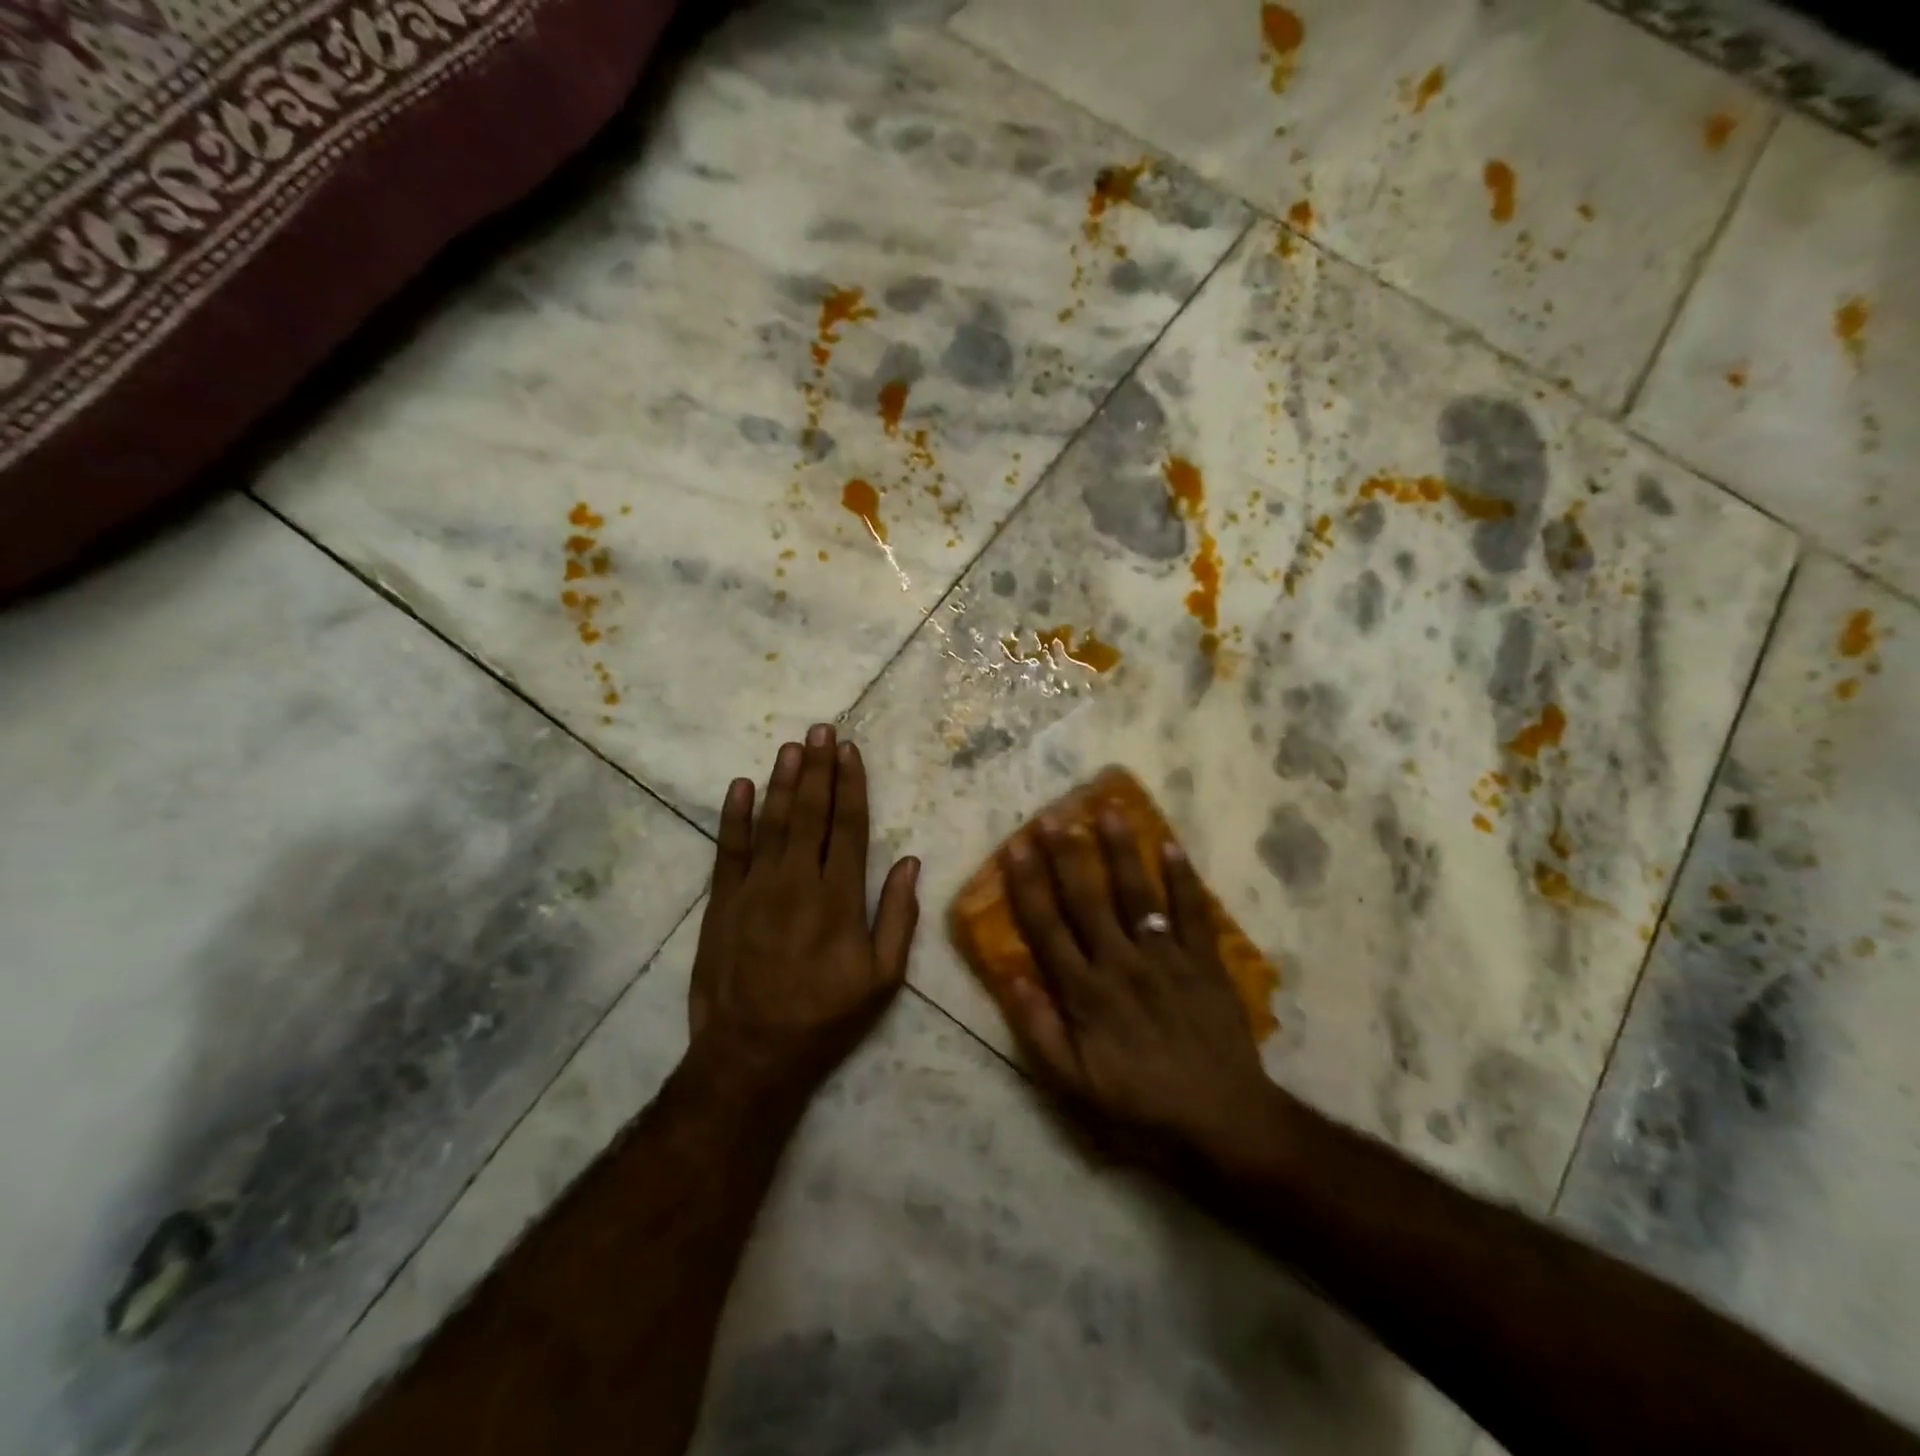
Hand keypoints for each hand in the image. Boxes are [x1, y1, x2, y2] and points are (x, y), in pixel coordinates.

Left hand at [688, 724, 920, 1101]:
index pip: (849, 827)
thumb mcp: (882, 979)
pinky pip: (728, 849)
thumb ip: (898, 917)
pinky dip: (734, 816)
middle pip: (810, 813)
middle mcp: (798, 881)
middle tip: (821, 729)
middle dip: (817, 768)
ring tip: (792, 746)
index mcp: (840, 898)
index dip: (851, 786)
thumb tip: (910, 863)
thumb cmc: (825, 1017)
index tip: (850, 752)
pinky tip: (741, 785)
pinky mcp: (722, 902)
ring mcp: (755, 889)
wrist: (751, 1054)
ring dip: (782, 781)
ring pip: (772, 822)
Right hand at [999, 810, 1285, 1176]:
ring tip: (1109, 810)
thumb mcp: (1074, 1085)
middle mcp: (1121, 964)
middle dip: (1066, 854)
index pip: (1047, 927)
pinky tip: (1171, 845)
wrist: (1223, 1121)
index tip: (1016, 846)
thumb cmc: (1140, 1105)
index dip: (1028, 884)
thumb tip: (1011, 977)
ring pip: (1138, 895)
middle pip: (1087, 899)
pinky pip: (1192, 913)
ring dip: (1121, 851)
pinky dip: (1183, 878)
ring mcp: (1167, 959)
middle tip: (1052, 814)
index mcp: (1086, 993)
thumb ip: (1039, 1030)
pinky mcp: (1205, 963)